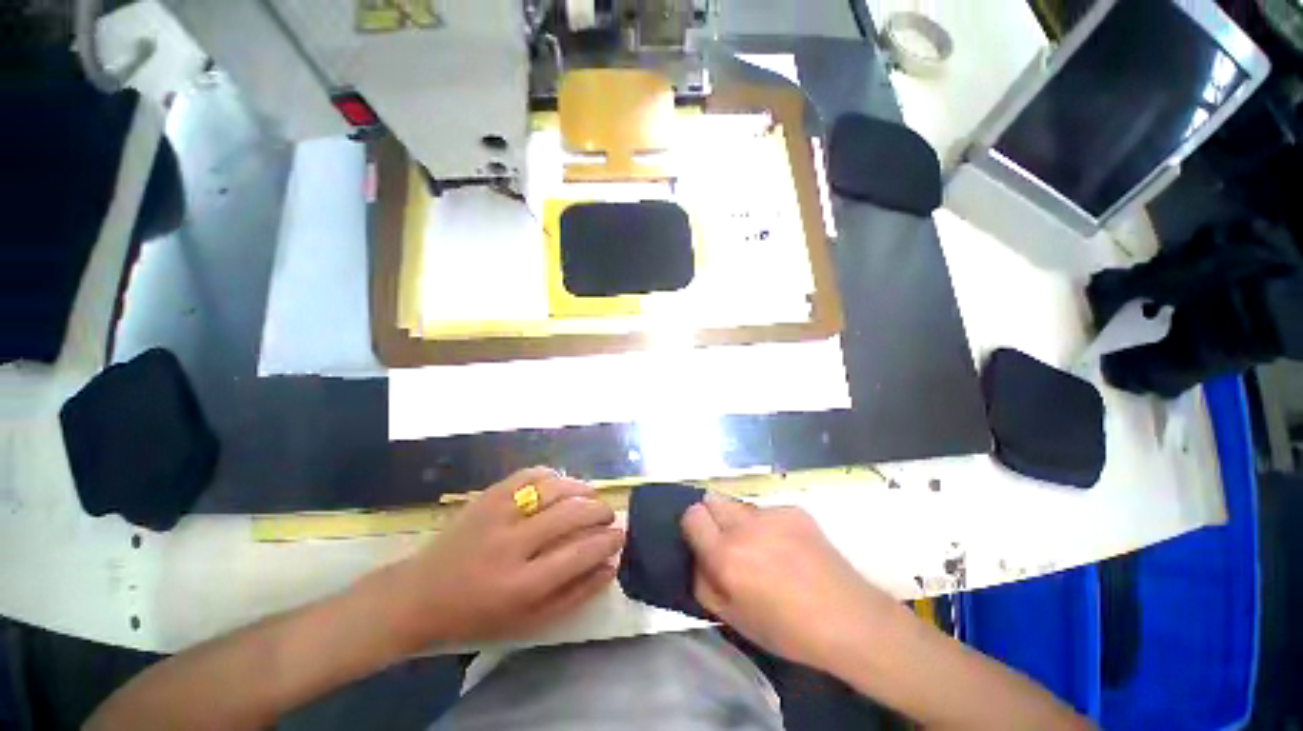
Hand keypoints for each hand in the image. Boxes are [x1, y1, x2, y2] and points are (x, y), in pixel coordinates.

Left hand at [376, 468, 623, 648]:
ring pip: (554, 488)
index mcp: (521, 585)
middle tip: (608, 516)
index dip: (607, 541)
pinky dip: (552, 475)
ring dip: (582, 489)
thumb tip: (610, 566)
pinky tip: (560, 484)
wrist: (419, 596)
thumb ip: (573, 595)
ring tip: (591, 497)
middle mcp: (511, 545)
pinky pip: (530, 474)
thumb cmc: (477, 616)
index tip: (620, 535)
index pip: (580, 553)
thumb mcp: (528, 622)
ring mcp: (497, 514)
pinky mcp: (488, 495)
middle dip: (600, 511)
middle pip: (572, 514)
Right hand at [681, 496, 898, 671]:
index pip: (692, 515)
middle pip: (712, 499)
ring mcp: (772, 513)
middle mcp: (745, 526)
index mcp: (726, 555)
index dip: (694, 526)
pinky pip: (768, 510)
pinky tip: (788, 547)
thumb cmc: (787, 630)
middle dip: (713, 517)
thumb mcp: (734, 619)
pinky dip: (769, 524)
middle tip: (728, 542)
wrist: (848, 619)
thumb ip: (703, 583)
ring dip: (741, 521)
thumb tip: (697, 556)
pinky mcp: (794, 509)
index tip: (703, 541)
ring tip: (762, 547)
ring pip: (740, 505)